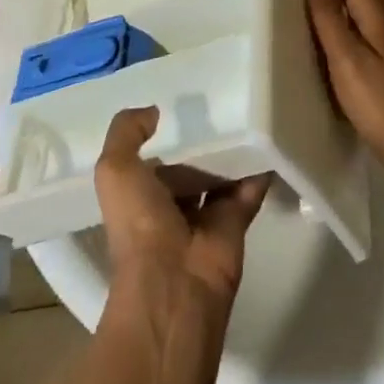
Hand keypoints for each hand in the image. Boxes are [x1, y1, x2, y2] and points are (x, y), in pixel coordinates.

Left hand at [93, 106, 269, 307]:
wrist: (175, 282)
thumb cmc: (139, 223)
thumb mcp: (114, 171)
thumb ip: (126, 133)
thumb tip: (154, 112)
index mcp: (142, 197)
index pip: (157, 160)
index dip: (167, 135)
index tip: (186, 104)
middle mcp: (173, 206)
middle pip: (193, 166)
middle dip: (206, 140)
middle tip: (226, 101)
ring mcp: (207, 216)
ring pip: (223, 174)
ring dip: (234, 150)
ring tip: (250, 109)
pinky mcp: (237, 222)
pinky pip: (251, 188)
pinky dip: (261, 167)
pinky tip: (269, 136)